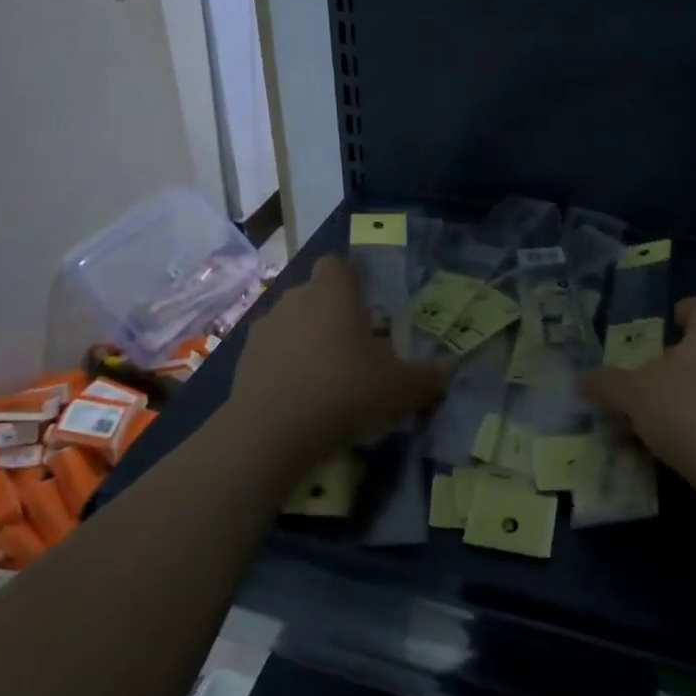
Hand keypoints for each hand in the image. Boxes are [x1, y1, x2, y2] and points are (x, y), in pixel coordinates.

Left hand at [229, 255, 446, 452]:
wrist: (271, 431)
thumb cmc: (343, 391)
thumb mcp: (398, 388)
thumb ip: (427, 377)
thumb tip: (450, 370)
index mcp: (334, 292)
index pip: (339, 264)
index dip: (353, 278)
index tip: (368, 303)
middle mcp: (297, 298)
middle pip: (316, 293)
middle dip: (334, 312)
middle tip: (356, 346)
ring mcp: (266, 327)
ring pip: (293, 321)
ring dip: (308, 338)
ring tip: (326, 374)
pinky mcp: (245, 357)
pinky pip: (273, 350)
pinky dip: (285, 363)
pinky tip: (299, 395)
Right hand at [581, 296, 695, 503]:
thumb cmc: (690, 410)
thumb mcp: (634, 395)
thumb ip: (607, 385)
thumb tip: (581, 380)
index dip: (677, 315)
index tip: (654, 336)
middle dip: (674, 364)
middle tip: (643, 382)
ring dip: (687, 397)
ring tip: (655, 421)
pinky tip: (681, 448)